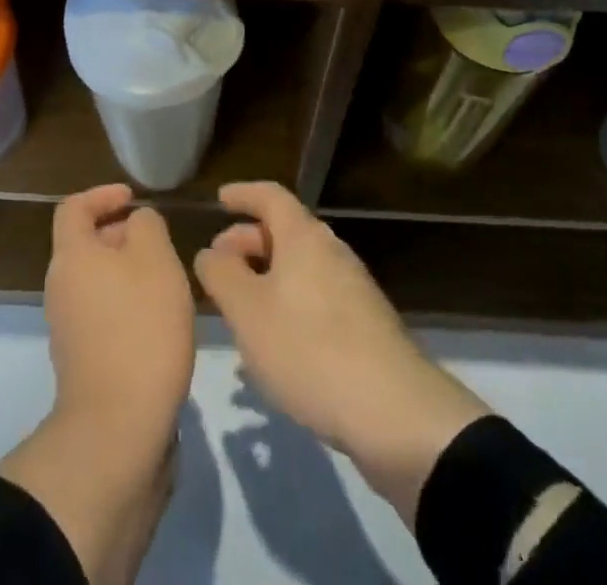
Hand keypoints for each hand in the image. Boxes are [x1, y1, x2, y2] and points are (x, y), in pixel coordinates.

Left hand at [45, 181, 196, 447]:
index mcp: (72, 255)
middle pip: (85, 244)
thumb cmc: (140, 326)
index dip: (102, 194)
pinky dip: (125, 304)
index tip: (133, 199)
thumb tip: (136, 224)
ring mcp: (66, 325)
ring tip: (166, 281)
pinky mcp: (81, 358)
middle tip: (160, 243)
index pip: (74, 207)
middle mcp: (60, 286)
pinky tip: (157, 320)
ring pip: (95, 279)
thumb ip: (147, 226)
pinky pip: (101, 312)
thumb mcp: (156, 258)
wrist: (119, 426)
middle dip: (121, 235)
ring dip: (127, 272)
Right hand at [193, 181, 488, 525]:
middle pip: (285, 231)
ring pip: (300, 269)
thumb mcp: (249, 312)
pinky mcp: (365, 325)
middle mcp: (331, 251)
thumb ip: (222, 275)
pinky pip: (316, 298)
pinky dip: (288, 305)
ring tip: (239, 312)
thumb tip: (211, 252)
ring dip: (266, 279)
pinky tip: (275, 345)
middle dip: (248, 242)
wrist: (395, 413)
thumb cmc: (310, 349)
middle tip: (218, 266)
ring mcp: (353, 288)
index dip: (243, 194)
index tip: (220, 199)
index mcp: (304, 237)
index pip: (270, 196)